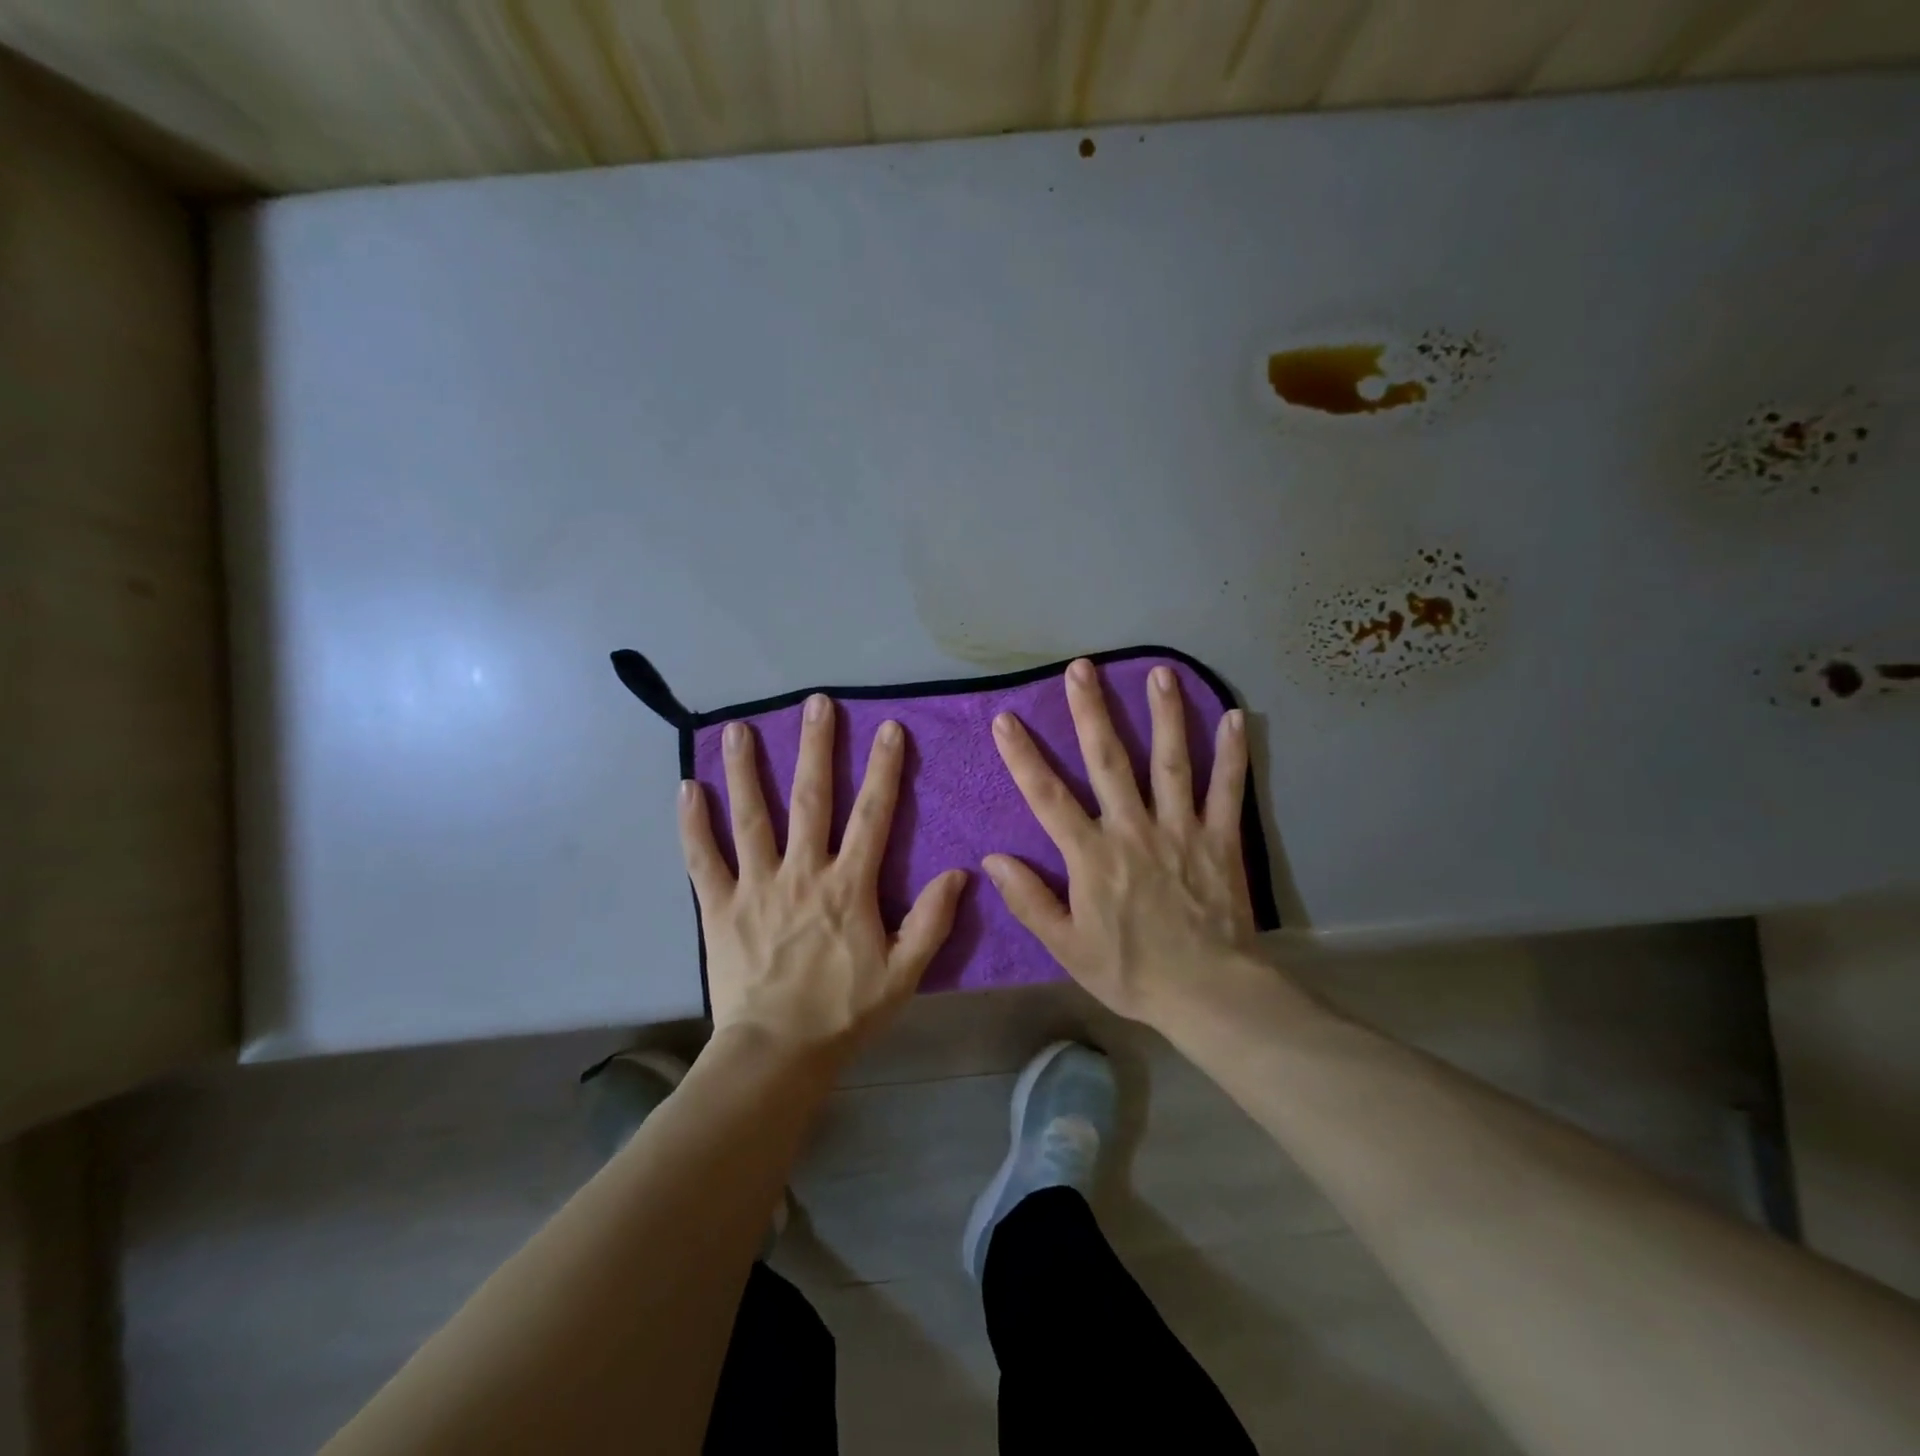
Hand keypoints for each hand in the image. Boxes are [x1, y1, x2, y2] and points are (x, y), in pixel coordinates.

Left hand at [679, 695, 968, 1066]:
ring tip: (741, 728)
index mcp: (848, 885)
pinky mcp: (718, 906)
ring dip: (748, 770)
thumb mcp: (904, 973)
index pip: (872, 815)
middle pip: (811, 798)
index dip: (884, 770)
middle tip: (816, 703)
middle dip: (816, 747)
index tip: (889, 729)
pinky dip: (693, 824)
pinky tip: (687, 789)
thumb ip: (932, 921)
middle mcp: (802, 872)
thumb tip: (960, 873)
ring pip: (752, 816)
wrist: (776, 1053)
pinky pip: (702, 858)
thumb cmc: (843, 1012)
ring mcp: (756, 885)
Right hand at [983, 659, 1260, 1025]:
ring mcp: (1180, 829)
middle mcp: (1133, 829)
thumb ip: (1029, 900)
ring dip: (1163, 714)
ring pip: (1170, 761)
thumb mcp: (1067, 947)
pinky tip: (1236, 717)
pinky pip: (1227, 789)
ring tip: (1159, 672)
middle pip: (1108, 760)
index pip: (1048, 797)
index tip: (1006, 720)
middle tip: (1081, 667)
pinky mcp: (1220, 838)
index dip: (1023, 757)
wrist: (1208, 993)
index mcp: (1092, 856)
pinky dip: (1232, 754)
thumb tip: (992, 859)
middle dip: (1091, 711)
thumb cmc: (1131, 971)